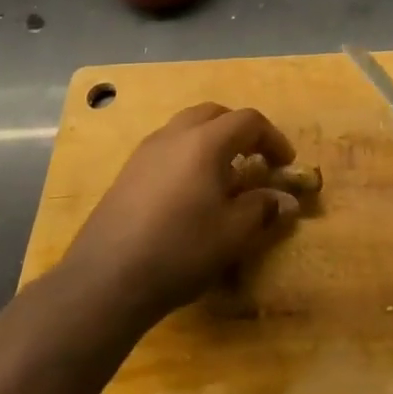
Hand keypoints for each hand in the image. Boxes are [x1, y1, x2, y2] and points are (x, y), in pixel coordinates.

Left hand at [61, 103, 297, 324]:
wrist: (106, 278)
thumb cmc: (180, 250)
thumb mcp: (234, 233)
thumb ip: (263, 209)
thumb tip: (283, 200)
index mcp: (205, 142)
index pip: (248, 121)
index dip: (273, 139)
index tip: (286, 164)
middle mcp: (174, 135)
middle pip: (215, 114)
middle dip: (240, 132)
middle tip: (256, 160)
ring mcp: (146, 151)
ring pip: (187, 128)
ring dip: (212, 142)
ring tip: (224, 178)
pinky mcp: (127, 172)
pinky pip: (167, 149)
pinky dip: (188, 156)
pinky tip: (190, 194)